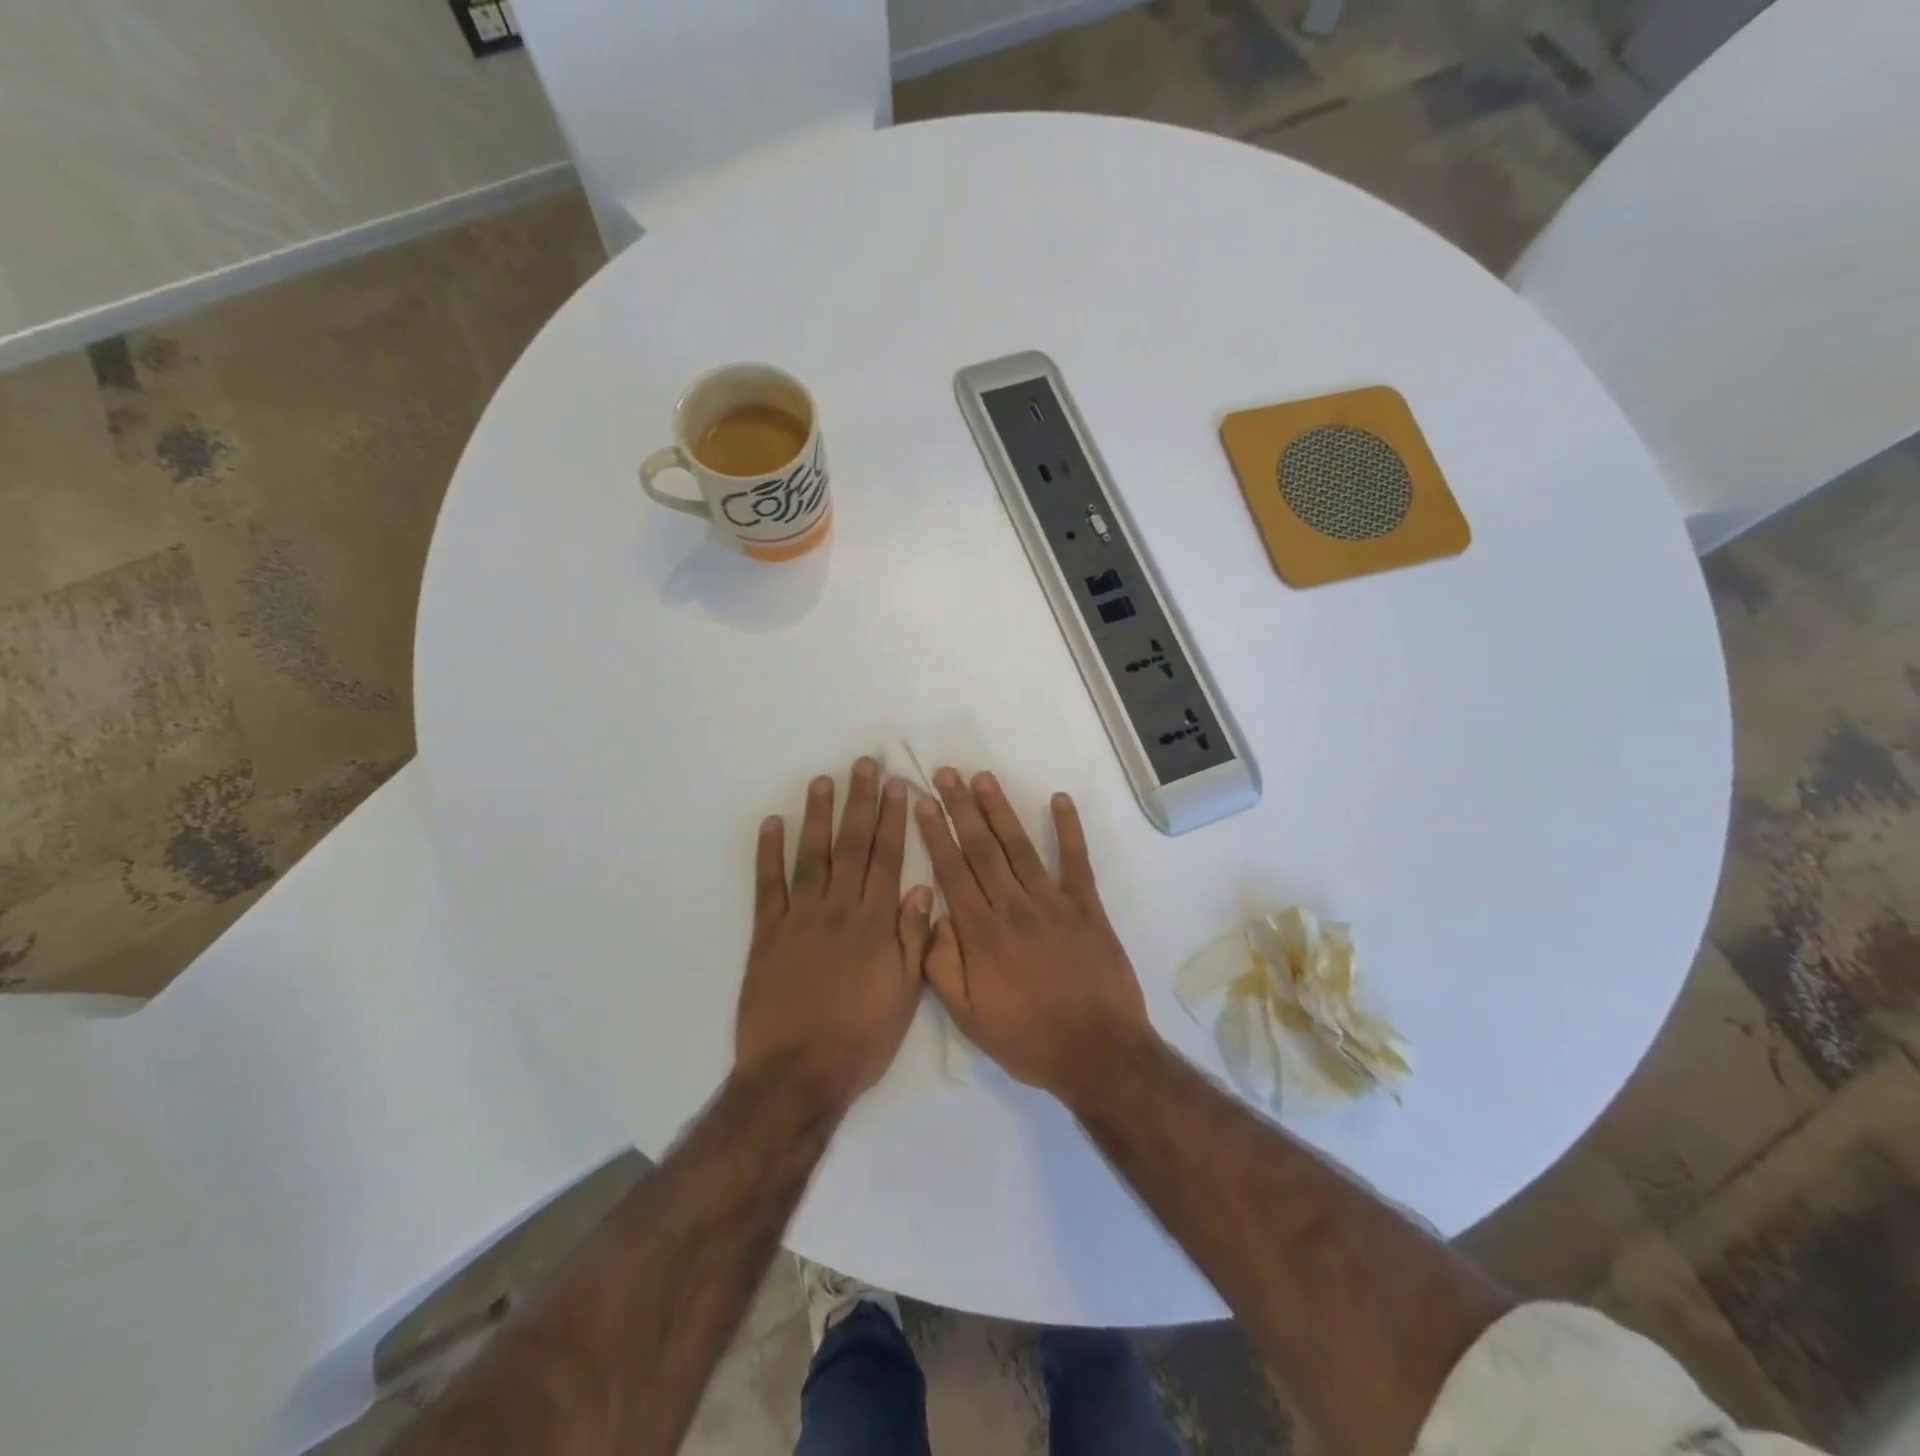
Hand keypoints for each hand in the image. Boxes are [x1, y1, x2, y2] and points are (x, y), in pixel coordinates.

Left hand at [737, 759, 932, 1110]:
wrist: (798, 1073)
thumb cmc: (861, 1038)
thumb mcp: (906, 993)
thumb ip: (914, 937)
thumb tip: (921, 887)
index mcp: (875, 923)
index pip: (887, 858)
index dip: (894, 820)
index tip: (898, 786)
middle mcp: (839, 909)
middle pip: (852, 846)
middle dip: (860, 802)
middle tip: (864, 766)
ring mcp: (799, 918)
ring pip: (812, 855)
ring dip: (818, 815)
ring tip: (823, 780)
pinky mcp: (766, 933)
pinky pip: (768, 885)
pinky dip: (768, 853)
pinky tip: (772, 824)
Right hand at [916, 769, 1155, 1103]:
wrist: (1097, 1052)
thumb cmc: (1027, 1038)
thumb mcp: (967, 1018)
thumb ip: (941, 967)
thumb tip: (933, 918)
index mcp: (981, 933)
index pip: (952, 871)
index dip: (936, 833)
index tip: (924, 803)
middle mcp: (1013, 906)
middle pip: (981, 848)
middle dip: (961, 808)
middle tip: (947, 774)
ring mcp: (1052, 902)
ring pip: (1019, 846)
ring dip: (1000, 809)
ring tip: (983, 778)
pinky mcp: (1087, 906)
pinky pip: (1076, 859)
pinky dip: (1069, 828)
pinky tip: (1060, 799)